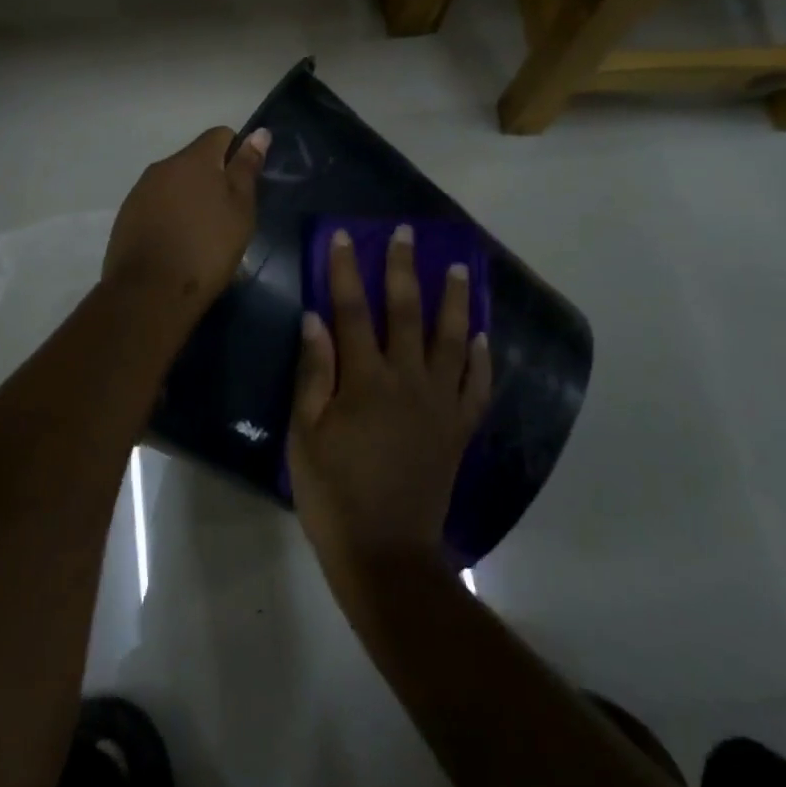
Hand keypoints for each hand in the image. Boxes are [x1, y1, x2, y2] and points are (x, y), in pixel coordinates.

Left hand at [102, 126, 269, 313]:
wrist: (150, 292)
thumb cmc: (207, 248)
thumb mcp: (240, 210)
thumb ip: (246, 168)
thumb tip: (259, 133)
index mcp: (194, 158)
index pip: (220, 135)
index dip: (237, 154)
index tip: (243, 186)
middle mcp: (163, 165)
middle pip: (195, 159)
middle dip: (212, 178)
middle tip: (226, 215)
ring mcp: (140, 190)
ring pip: (174, 182)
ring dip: (189, 197)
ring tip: (200, 233)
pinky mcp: (126, 214)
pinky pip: (156, 203)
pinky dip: (169, 214)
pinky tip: (176, 243)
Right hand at [289, 225, 491, 589]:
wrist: (386, 552)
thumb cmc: (333, 493)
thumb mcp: (305, 435)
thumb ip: (313, 373)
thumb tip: (315, 319)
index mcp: (366, 380)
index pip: (352, 311)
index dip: (347, 270)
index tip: (345, 235)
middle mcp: (408, 381)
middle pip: (407, 312)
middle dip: (404, 268)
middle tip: (407, 234)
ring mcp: (440, 404)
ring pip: (451, 340)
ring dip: (454, 301)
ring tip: (459, 268)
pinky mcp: (459, 428)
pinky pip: (476, 386)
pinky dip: (480, 358)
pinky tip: (480, 336)